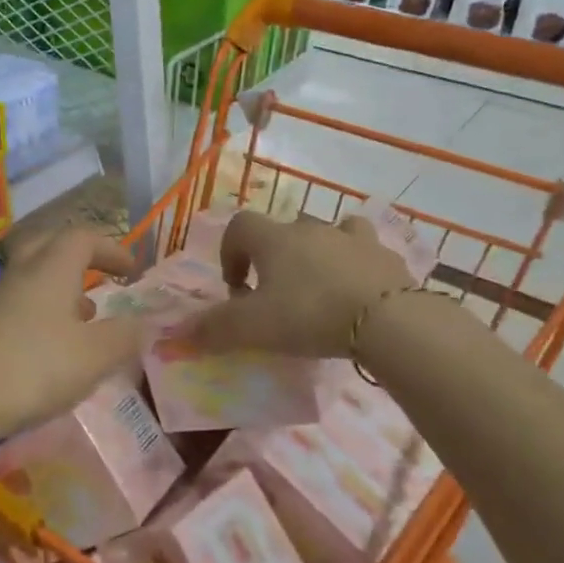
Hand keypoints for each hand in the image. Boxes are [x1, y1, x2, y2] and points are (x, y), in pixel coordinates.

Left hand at [0, 227, 148, 443]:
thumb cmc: (35, 368)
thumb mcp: (95, 355)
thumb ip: (126, 336)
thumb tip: (146, 322)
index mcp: (52, 268)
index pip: (83, 237)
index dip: (112, 247)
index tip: (133, 270)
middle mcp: (23, 274)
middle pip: (51, 244)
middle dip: (81, 255)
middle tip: (102, 275)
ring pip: (35, 275)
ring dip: (63, 286)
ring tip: (87, 316)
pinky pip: (22, 303)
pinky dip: (45, 311)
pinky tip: (55, 345)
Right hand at [180, 211, 416, 357]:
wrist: (389, 321)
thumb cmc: (309, 315)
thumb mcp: (253, 328)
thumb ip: (213, 330)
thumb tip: (174, 335)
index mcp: (274, 239)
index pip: (240, 227)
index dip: (231, 253)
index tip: (237, 289)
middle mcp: (311, 229)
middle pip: (283, 231)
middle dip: (275, 259)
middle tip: (277, 297)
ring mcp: (353, 239)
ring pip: (329, 232)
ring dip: (319, 252)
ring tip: (320, 286)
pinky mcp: (388, 256)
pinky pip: (367, 250)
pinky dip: (358, 264)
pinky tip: (359, 292)